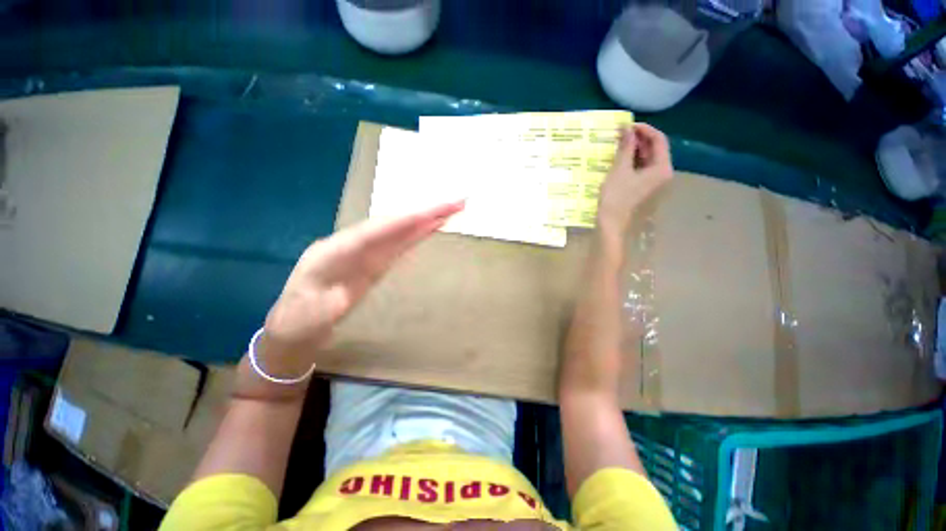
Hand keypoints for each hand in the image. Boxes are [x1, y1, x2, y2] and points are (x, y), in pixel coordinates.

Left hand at [257, 201, 464, 377]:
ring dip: (425, 221)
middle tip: (454, 203)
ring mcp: (366, 253)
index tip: (429, 214)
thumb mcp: (303, 319)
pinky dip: (417, 235)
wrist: (296, 325)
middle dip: (423, 213)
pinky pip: (400, 245)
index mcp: (333, 252)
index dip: (402, 223)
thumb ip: (321, 308)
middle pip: (392, 225)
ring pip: (399, 232)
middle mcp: (352, 244)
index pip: (374, 232)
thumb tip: (342, 297)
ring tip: (451, 211)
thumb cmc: (298, 322)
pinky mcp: (376, 262)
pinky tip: (432, 227)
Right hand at [596, 123, 672, 238]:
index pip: (659, 139)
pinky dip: (632, 160)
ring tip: (619, 143)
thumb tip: (626, 128)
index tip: (626, 125)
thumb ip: (626, 147)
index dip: (644, 129)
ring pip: (648, 158)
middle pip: (655, 148)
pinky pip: (642, 168)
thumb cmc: (616, 197)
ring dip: (635, 149)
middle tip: (620, 134)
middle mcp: (663, 173)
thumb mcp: (620, 169)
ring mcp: (654, 181)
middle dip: (639, 139)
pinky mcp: (645, 187)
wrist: (611, 223)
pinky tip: (620, 158)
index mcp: (662, 167)